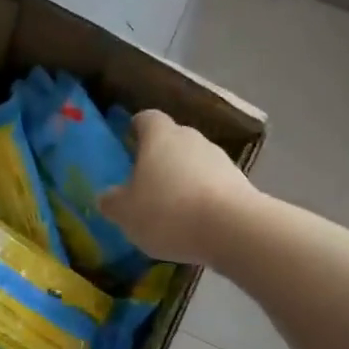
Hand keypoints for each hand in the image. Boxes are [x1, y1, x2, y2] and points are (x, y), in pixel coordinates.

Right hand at [98, 110, 254, 265]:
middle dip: (159, 157)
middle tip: (144, 182)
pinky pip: (213, 184)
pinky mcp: (241, 183)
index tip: (128, 142)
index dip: (136, 128)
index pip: (146, 118)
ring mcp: (220, 159)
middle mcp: (192, 138)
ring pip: (194, 162)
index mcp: (160, 136)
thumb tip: (107, 196)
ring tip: (171, 208)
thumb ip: (112, 201)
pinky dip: (203, 197)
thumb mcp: (126, 213)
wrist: (233, 230)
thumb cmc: (168, 211)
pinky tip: (195, 222)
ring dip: (183, 178)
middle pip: (172, 140)